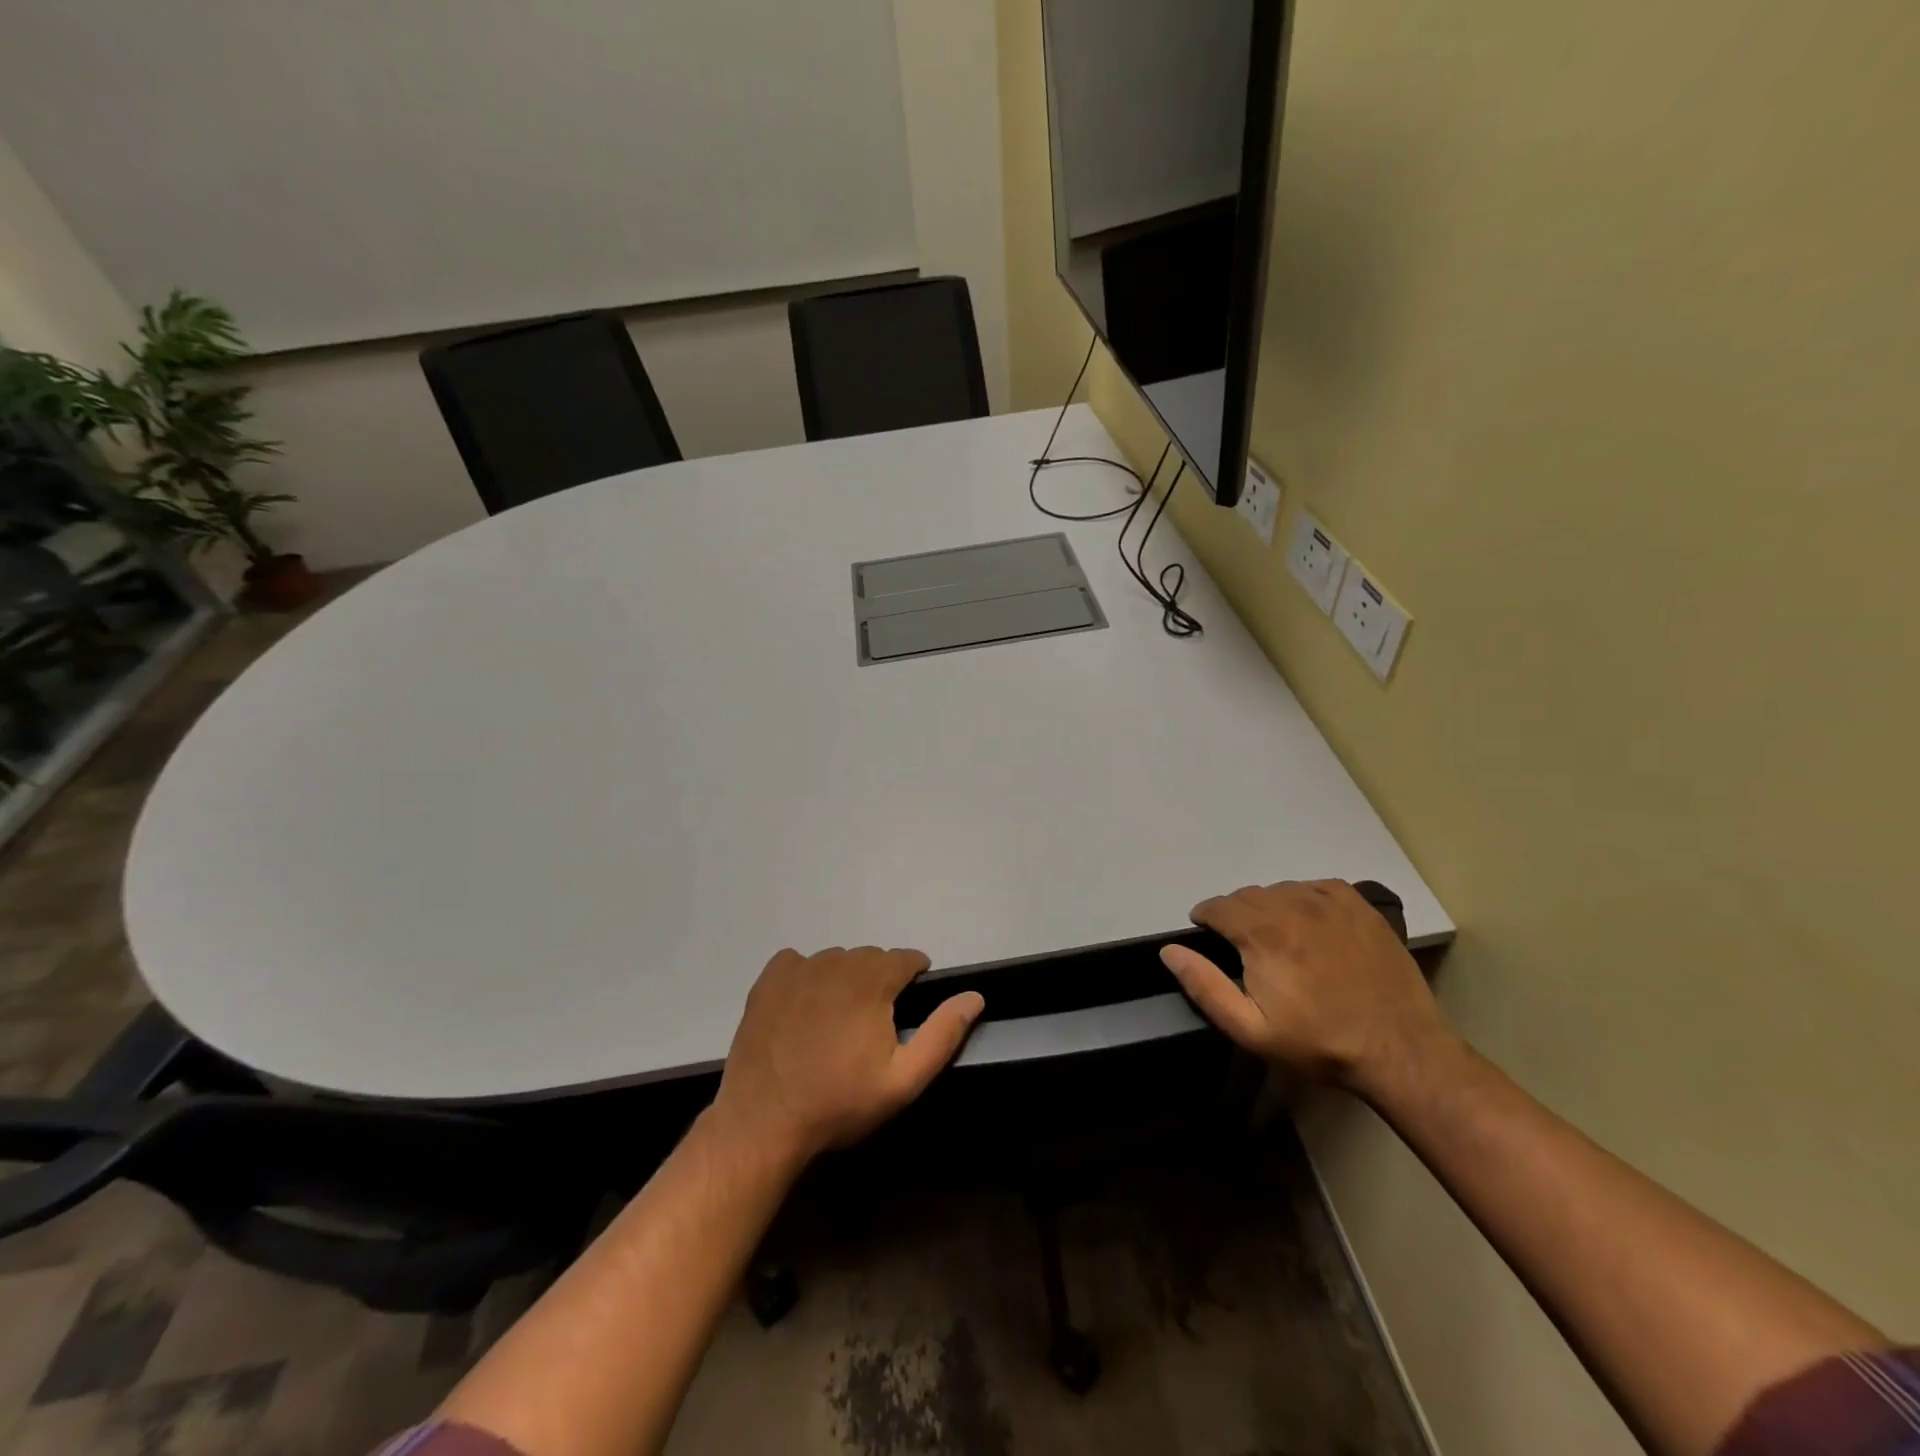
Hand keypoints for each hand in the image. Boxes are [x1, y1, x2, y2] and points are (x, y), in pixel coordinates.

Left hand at [712, 946, 983, 1165]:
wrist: (763, 1123)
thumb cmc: (839, 1103)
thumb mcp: (903, 1080)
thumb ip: (943, 1034)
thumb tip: (974, 996)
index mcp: (872, 980)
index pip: (907, 957)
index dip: (915, 977)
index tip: (910, 1004)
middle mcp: (837, 962)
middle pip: (871, 957)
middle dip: (881, 980)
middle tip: (875, 1023)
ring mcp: (798, 969)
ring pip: (836, 959)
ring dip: (846, 978)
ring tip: (840, 1019)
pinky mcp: (768, 982)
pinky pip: (797, 962)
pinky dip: (807, 975)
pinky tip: (804, 1006)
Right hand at [1159, 880, 1448, 1094]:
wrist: (1399, 1049)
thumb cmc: (1318, 1042)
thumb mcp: (1250, 1028)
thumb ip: (1204, 986)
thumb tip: (1169, 951)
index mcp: (1262, 933)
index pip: (1217, 906)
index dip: (1205, 918)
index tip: (1206, 934)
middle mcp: (1292, 905)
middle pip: (1247, 895)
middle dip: (1235, 914)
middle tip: (1242, 945)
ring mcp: (1330, 902)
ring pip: (1280, 889)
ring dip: (1268, 906)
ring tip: (1276, 936)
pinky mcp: (1359, 907)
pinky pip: (1316, 886)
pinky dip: (1304, 898)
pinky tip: (1309, 922)